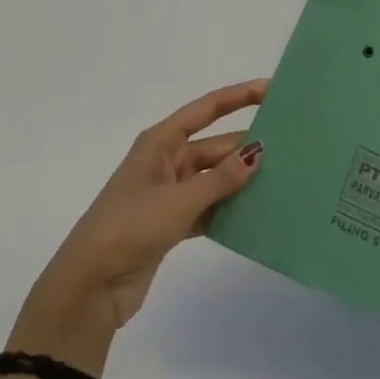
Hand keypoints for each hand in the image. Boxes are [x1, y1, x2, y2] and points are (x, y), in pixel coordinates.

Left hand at [8, 79, 266, 369]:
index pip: (207, 109)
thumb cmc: (129, 228)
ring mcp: (169, 193)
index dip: (238, 96)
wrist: (89, 288)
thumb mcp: (178, 201)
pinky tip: (257, 213)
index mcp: (160, 142)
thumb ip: (221, 178)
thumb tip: (258, 152)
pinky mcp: (171, 224)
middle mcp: (166, 161)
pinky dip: (229, 209)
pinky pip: (209, 206)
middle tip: (290, 146)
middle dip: (247, 146)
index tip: (272, 90)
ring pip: (214, 178)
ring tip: (282, 178)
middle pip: (215, 145)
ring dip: (240, 180)